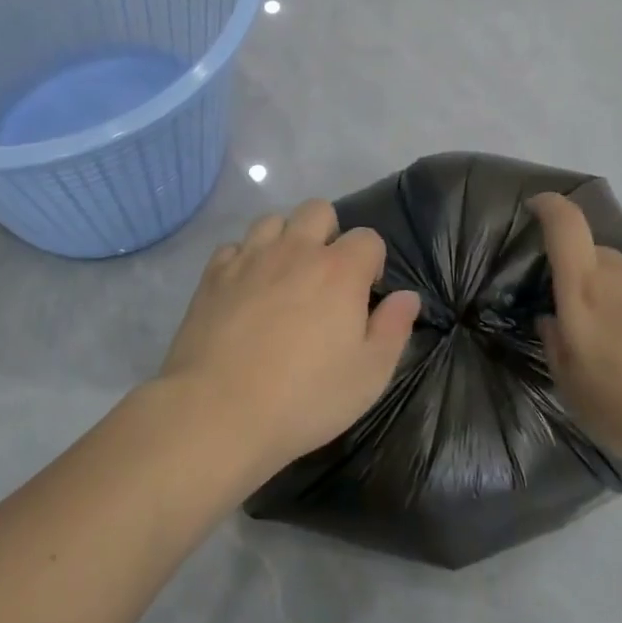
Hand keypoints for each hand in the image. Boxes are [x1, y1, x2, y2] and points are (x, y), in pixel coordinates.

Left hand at [160, 201, 420, 478]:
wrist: (218, 412)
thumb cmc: (304, 398)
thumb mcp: (368, 376)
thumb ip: (393, 329)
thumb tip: (407, 297)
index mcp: (340, 270)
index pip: (368, 237)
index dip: (372, 261)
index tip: (365, 295)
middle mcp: (296, 250)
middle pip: (318, 210)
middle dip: (328, 233)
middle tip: (325, 277)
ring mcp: (250, 258)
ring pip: (273, 220)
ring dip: (284, 239)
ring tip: (284, 277)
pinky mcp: (214, 274)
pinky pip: (234, 247)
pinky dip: (244, 259)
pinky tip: (245, 289)